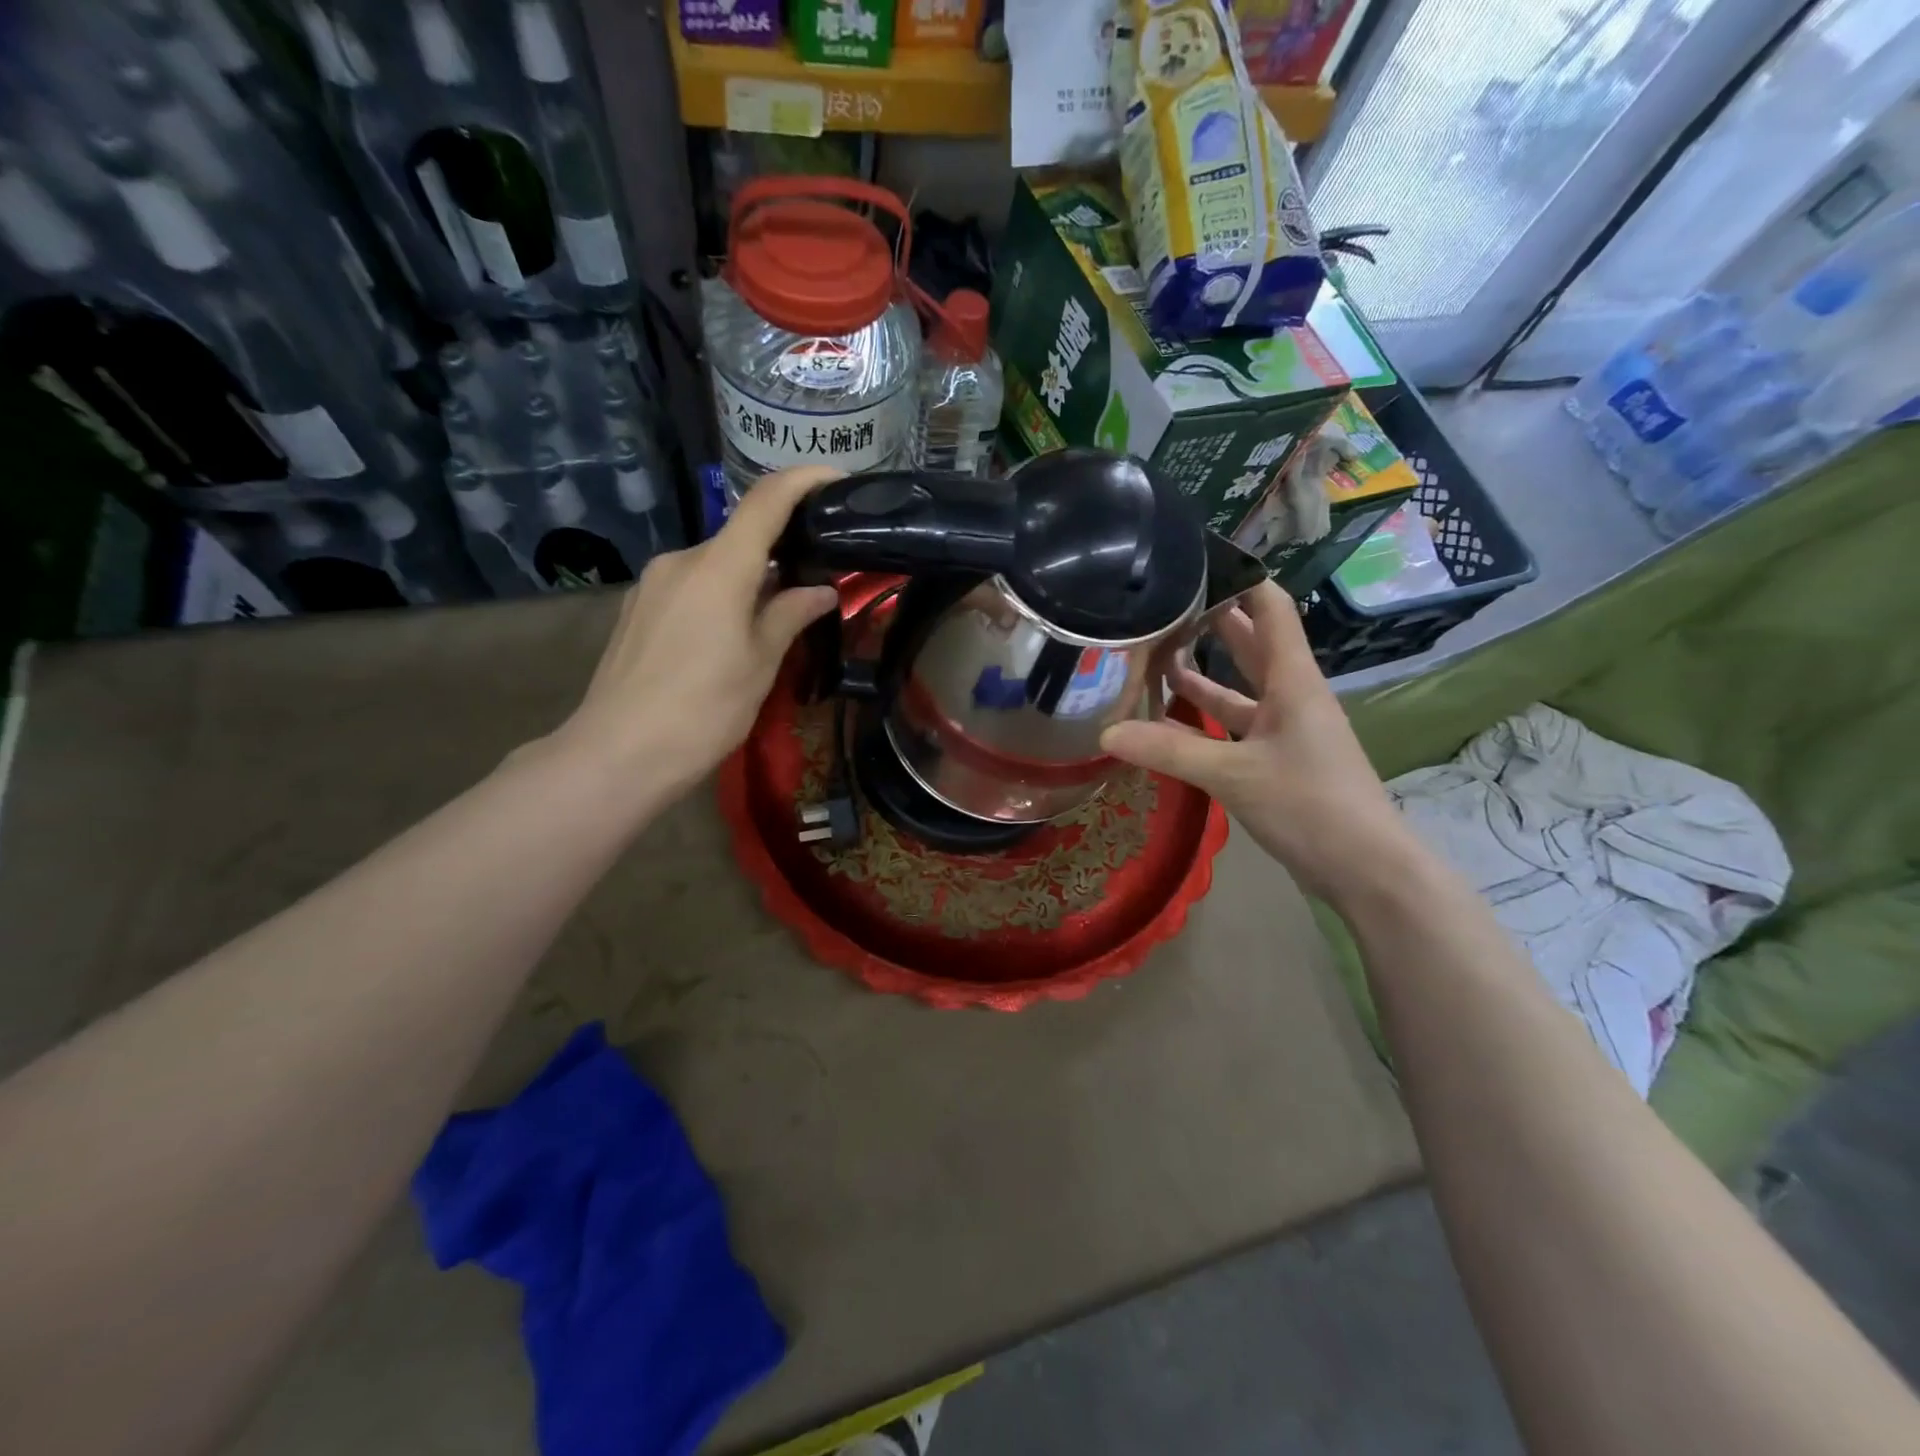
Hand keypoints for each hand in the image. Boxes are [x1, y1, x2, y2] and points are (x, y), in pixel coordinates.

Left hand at [555, 466, 840, 797]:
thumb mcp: (760, 664)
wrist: (619, 753)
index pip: (765, 501)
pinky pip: (689, 587)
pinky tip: (727, 637)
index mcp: (718, 567)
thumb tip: (821, 591)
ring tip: (772, 621)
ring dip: (747, 580)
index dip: (803, 480)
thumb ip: (790, 616)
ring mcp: (652, 584)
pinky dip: (719, 597)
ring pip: (714, 566)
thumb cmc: (704, 709)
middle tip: (813, 584)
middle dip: (778, 553)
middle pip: (740, 538)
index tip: (836, 480)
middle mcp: (680, 560)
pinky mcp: (636, 609)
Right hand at [1101, 580, 1418, 903]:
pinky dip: (1207, 720)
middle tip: (1170, 601)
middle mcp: (1292, 695)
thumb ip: (1169, 751)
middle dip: (1217, 619)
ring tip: (1160, 653)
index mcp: (1293, 681)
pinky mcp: (1279, 760)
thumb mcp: (1233, 775)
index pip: (1271, 609)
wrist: (1366, 868)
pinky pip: (1238, 727)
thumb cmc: (1310, 805)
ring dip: (1207, 671)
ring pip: (1243, 688)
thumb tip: (1106, 733)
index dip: (1241, 579)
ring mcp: (1287, 729)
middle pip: (1255, 643)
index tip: (1200, 560)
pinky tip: (1171, 720)